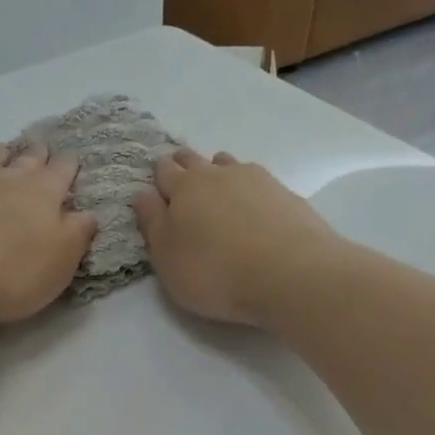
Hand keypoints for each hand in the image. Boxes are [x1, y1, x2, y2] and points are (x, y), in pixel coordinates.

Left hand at [0, 141, 96, 323]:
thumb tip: (88, 215)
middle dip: (39, 153)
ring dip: (4, 153)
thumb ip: (76, 236)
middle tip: (42, 150)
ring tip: (6, 152)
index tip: (74, 163)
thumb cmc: (8, 270)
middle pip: (28, 156)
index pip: (63, 169)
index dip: (70, 166)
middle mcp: (10, 179)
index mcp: (45, 193)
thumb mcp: (58, 263)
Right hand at [132, 149, 340, 326]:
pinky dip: (248, 189)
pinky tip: (252, 208)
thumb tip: (142, 193)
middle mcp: (218, 174)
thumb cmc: (215, 271)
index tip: (156, 184)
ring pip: (228, 164)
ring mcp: (256, 180)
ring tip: (218, 193)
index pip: (164, 170)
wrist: (291, 274)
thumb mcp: (167, 258)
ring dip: (218, 173)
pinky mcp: (285, 194)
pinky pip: (257, 182)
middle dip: (184, 166)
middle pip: (195, 160)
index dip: (158, 175)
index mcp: (184, 187)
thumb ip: (152, 223)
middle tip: (182, 182)